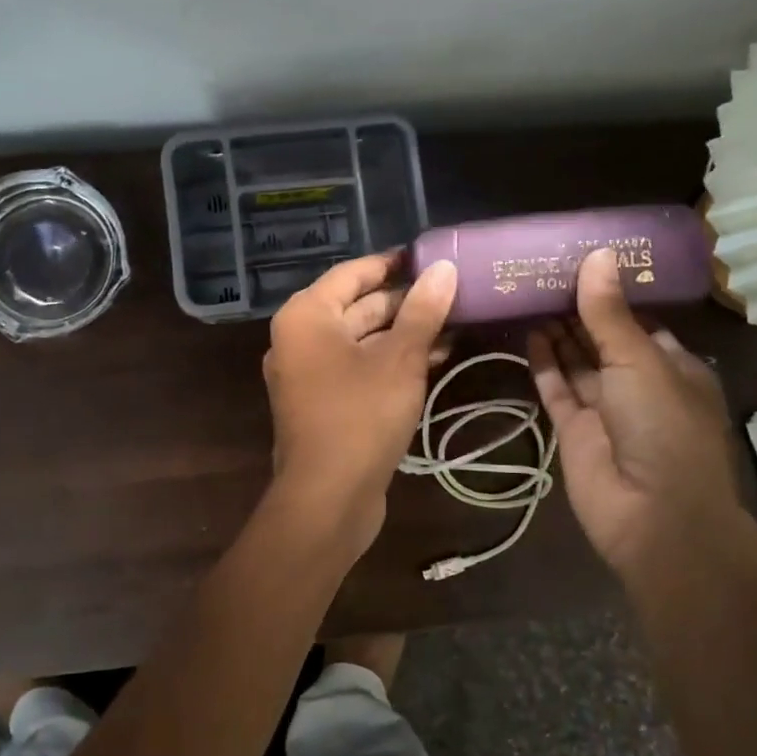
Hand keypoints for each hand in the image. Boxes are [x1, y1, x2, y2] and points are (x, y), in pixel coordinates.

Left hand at [263, 252, 457, 544]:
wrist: (328, 498)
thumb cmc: (360, 415)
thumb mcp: (400, 359)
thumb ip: (423, 310)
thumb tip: (444, 269)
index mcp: (307, 316)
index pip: (353, 273)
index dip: (393, 263)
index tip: (432, 257)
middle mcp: (300, 339)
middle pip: (358, 307)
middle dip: (406, 302)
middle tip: (454, 293)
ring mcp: (309, 374)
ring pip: (362, 341)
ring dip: (405, 334)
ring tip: (456, 324)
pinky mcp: (324, 404)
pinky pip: (359, 368)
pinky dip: (392, 362)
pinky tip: (435, 358)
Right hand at [527, 249, 749, 584]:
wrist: (654, 516)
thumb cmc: (664, 428)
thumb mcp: (641, 362)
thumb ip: (611, 315)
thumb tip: (598, 255)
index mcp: (671, 365)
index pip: (638, 320)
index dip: (610, 292)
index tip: (579, 260)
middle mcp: (638, 384)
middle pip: (603, 338)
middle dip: (577, 309)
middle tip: (542, 271)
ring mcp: (604, 408)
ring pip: (577, 362)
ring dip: (557, 332)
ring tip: (528, 292)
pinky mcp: (573, 430)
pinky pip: (556, 389)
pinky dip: (543, 363)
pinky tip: (526, 332)